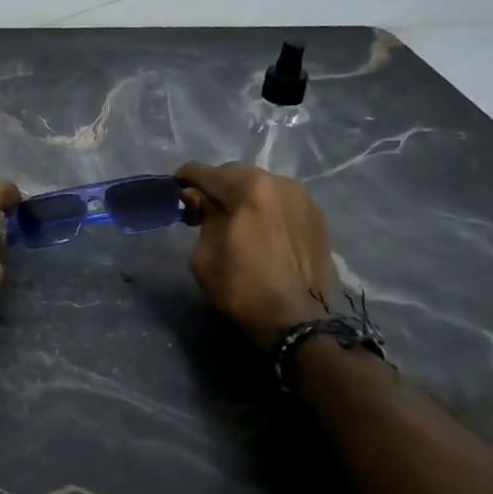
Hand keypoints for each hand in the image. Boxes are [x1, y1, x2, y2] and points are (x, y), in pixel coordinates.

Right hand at [175, 161, 339, 349]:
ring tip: (235, 218)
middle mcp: (279, 183)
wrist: (297, 321)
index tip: (174, 187)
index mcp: (248, 188)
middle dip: (217, 187)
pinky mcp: (318, 217)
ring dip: (244, 196)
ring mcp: (303, 199)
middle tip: (203, 207)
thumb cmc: (241, 288)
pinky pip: (282, 203)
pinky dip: (267, 209)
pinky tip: (261, 229)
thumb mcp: (205, 255)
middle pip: (237, 174)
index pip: (206, 172)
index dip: (185, 178)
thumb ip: (202, 216)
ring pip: (263, 186)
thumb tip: (197, 197)